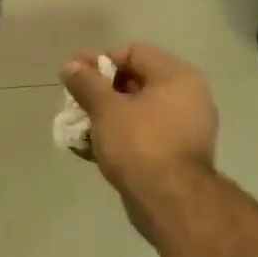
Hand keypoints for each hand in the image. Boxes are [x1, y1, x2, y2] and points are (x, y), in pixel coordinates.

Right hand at [61, 43, 218, 205]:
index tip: (76, 75)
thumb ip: (86, 83)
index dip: (101, 61)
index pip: (134, 52)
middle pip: (136, 80)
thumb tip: (70, 65)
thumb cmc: (140, 144)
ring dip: (107, 115)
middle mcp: (188, 97)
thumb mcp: (106, 109)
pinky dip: (120, 135)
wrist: (172, 203)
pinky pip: (144, 134)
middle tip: (74, 100)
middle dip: (101, 90)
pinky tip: (92, 146)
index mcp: (177, 77)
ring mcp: (186, 127)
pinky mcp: (178, 154)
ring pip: (138, 110)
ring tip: (79, 125)